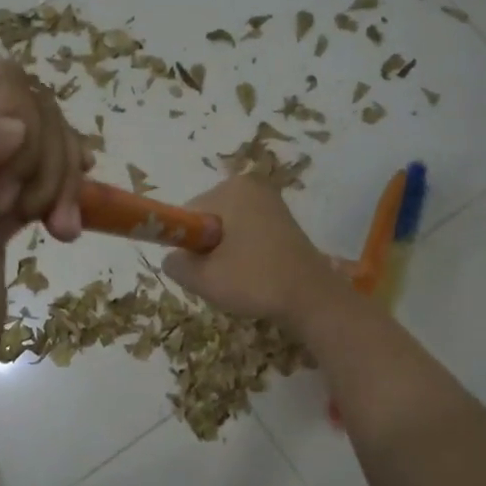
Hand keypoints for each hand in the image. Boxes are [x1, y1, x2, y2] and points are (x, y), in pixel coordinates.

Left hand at [0, 61, 87, 373]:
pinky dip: (61, 190)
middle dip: (42, 161)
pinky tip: (59, 224)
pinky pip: (47, 154)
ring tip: (46, 224)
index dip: (20, 140)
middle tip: (22, 213)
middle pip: (27, 101)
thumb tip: (13, 128)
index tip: (2, 201)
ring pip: (44, 128)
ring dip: (56, 181)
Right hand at [161, 178, 350, 329]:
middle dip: (206, 249)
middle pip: (206, 220)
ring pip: (226, 230)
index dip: (188, 246)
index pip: (187, 216)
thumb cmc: (256, 282)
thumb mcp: (203, 278)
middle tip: (221, 277)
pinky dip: (242, 253)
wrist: (313, 299)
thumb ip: (175, 264)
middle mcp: (251, 185)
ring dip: (224, 254)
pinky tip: (253, 274)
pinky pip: (246, 233)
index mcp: (231, 189)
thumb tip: (172, 258)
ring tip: (239, 278)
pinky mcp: (282, 220)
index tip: (202, 269)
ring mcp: (270, 201)